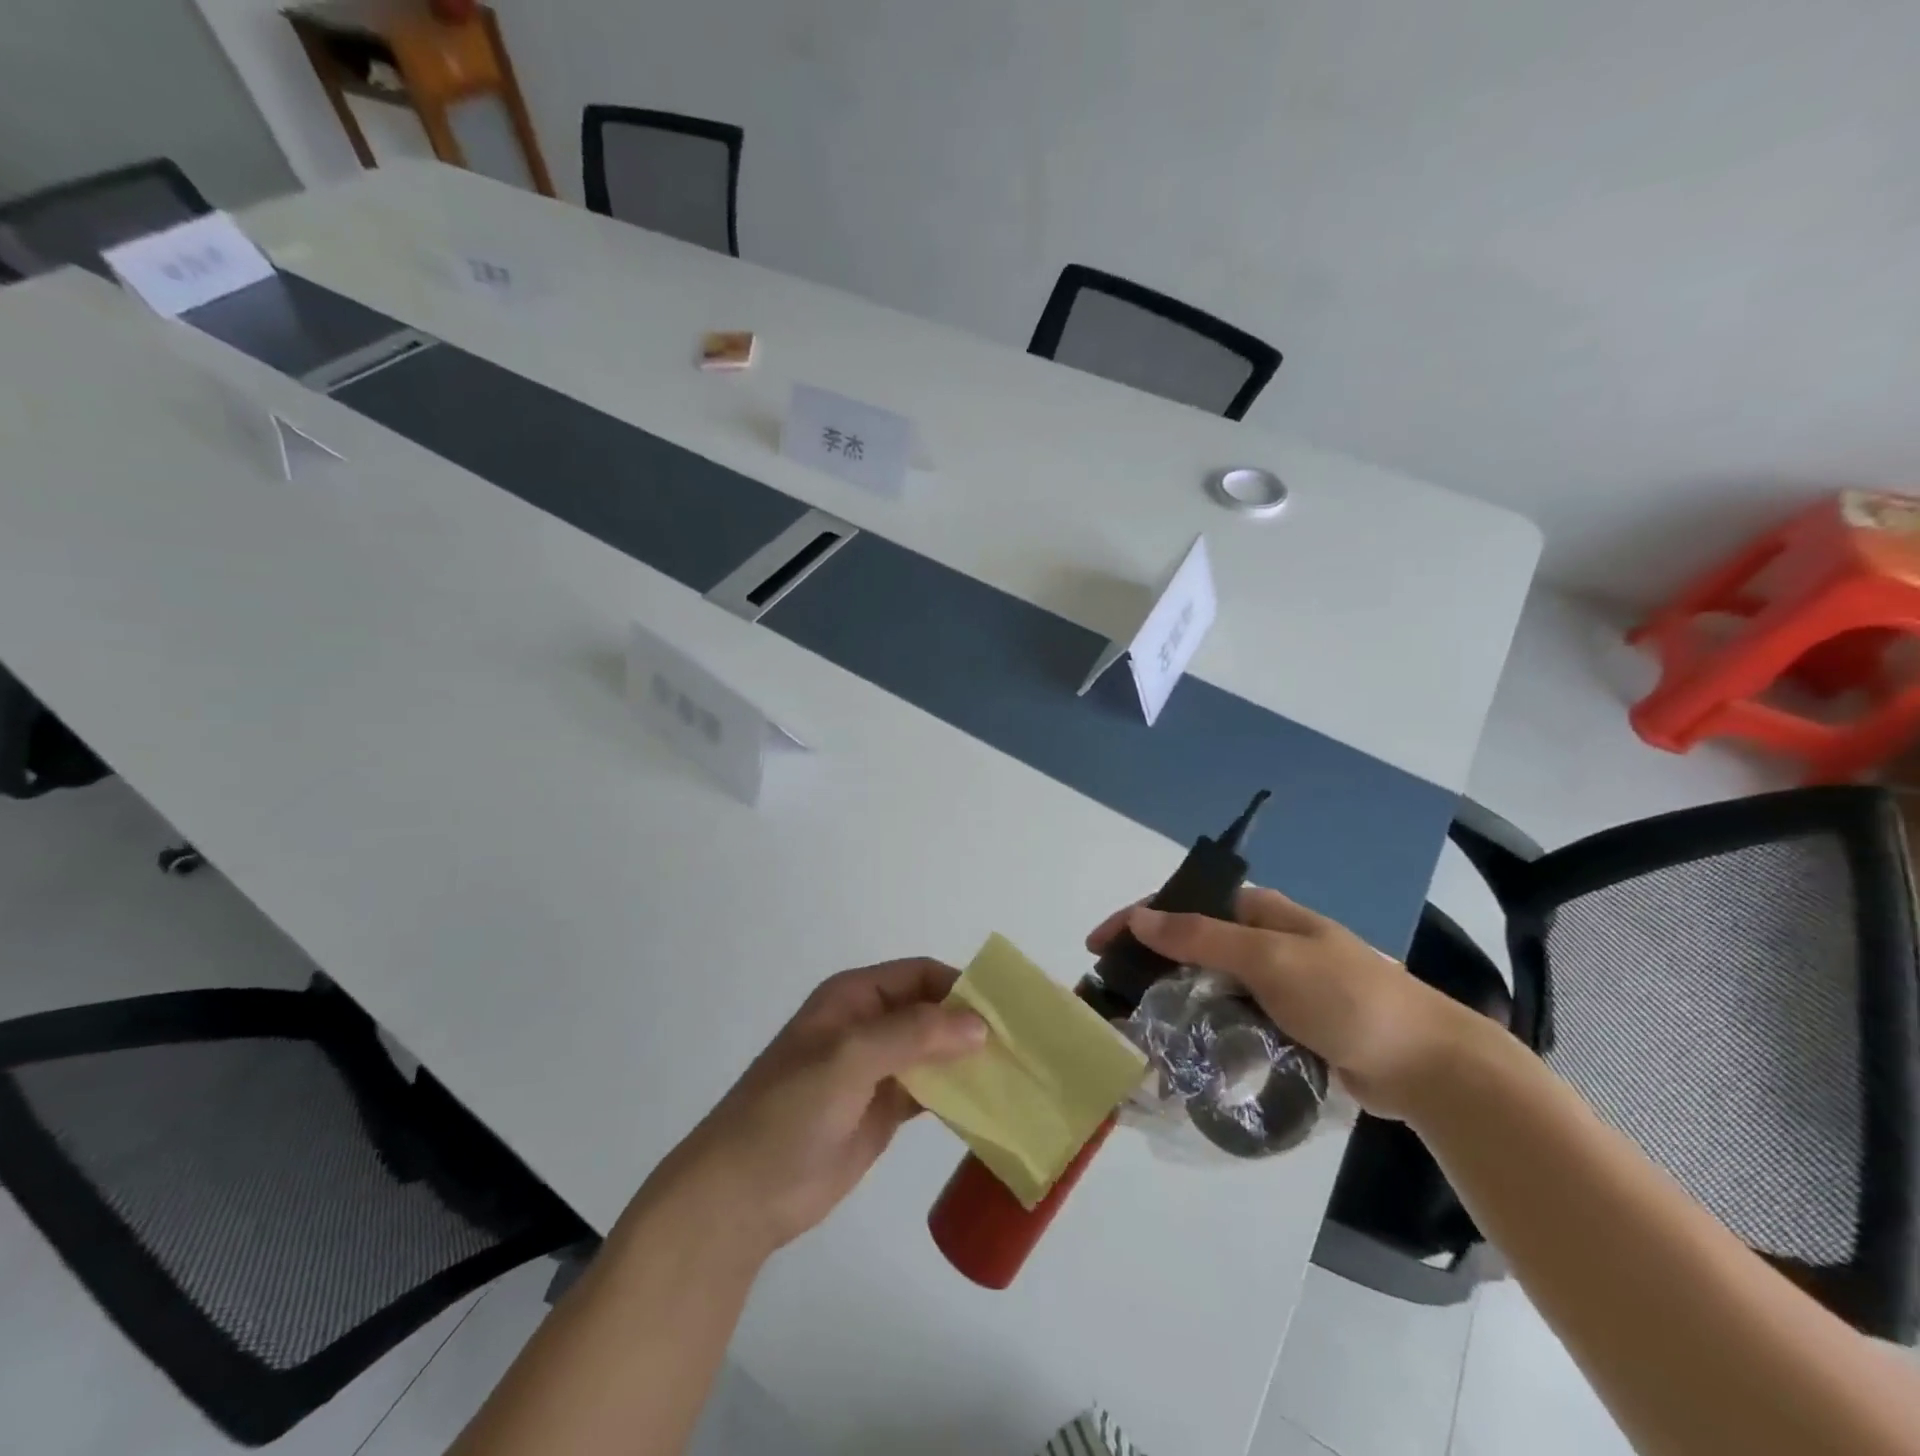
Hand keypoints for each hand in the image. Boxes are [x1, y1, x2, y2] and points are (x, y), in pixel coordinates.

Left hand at [643, 960, 985, 1258]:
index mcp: (854, 998)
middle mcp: (868, 1026)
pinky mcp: (883, 1111)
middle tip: (1024, 1044)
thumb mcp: (848, 1059)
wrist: (742, 1196)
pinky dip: (958, 1094)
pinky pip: (930, 1091)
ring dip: (969, 1060)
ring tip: (1019, 1073)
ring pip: (935, 1052)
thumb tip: (979, 1023)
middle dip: (972, 1024)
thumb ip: (913, 1035)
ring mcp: (876, 1070)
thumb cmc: (788, 1112)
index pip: (920, 976)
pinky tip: (991, 1104)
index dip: (961, 987)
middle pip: (931, 1012)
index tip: (1007, 1010)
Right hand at [1087, 889, 1481, 1119]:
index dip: (1136, 918)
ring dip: (1172, 1000)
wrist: (1428, 1066)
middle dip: (1147, 963)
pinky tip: (1180, 1048)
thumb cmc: (1347, 998)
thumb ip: (1202, 937)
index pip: (1183, 903)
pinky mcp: (1283, 1024)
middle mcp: (1262, 942)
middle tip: (1112, 994)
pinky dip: (1201, 1029)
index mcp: (1259, 912)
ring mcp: (1274, 985)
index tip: (1097, 946)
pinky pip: (1229, 1019)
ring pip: (1206, 985)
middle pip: (1189, 944)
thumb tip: (1139, 916)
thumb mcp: (1270, 959)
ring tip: (1136, 1026)